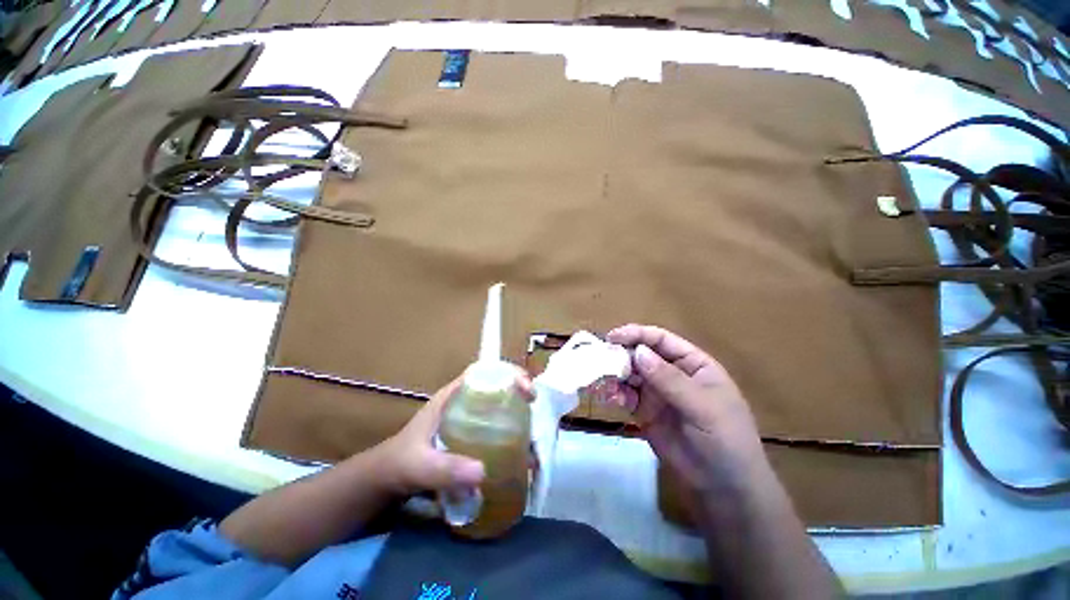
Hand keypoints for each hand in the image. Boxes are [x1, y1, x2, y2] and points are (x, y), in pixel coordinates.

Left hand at [374, 370, 534, 496]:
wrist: (385, 481)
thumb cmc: (399, 464)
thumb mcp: (420, 465)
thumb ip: (445, 469)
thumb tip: (483, 472)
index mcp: (452, 396)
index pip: (484, 372)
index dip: (507, 372)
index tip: (525, 387)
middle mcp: (464, 402)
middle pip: (497, 385)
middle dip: (518, 390)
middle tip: (534, 406)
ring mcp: (468, 419)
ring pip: (499, 405)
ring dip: (517, 412)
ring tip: (533, 429)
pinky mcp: (471, 436)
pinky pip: (495, 426)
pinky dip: (509, 432)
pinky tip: (520, 450)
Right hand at [606, 324, 770, 498]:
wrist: (723, 489)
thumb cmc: (724, 440)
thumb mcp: (702, 407)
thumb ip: (669, 379)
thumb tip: (638, 352)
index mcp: (693, 364)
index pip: (661, 340)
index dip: (637, 334)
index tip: (612, 337)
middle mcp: (672, 373)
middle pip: (642, 354)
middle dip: (621, 354)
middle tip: (601, 359)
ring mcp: (657, 392)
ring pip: (631, 373)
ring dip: (616, 374)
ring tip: (604, 381)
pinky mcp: (645, 411)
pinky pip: (626, 395)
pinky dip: (617, 394)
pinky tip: (614, 400)